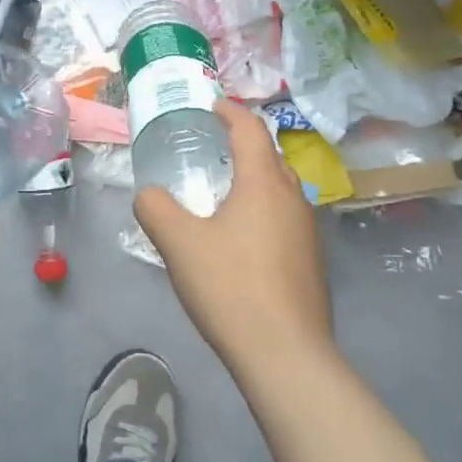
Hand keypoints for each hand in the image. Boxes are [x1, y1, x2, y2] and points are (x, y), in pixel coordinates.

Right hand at [135, 99, 333, 374]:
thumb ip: (156, 209)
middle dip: (245, 144)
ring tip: (227, 190)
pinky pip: (286, 217)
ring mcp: (308, 232)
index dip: (230, 111)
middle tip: (214, 146)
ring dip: (257, 178)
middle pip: (271, 155)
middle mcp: (292, 197)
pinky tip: (244, 237)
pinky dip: (265, 209)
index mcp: (263, 182)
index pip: (250, 129)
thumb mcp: (179, 243)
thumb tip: (148, 194)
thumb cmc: (231, 286)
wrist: (286, 356)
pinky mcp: (312, 262)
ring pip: (282, 188)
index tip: (212, 105)